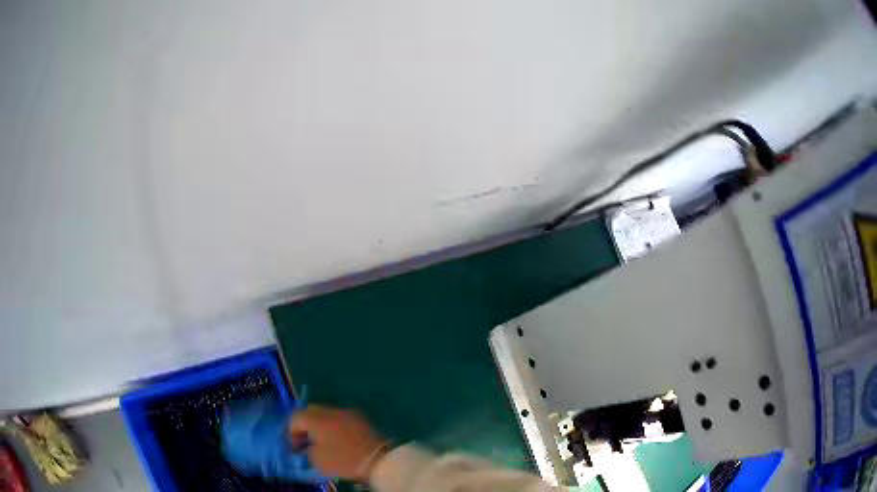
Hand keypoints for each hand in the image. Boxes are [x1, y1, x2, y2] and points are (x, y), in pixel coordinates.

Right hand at [288, 406, 388, 482]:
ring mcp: (347, 412)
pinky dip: (334, 425)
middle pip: (310, 411)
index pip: (295, 418)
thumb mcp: (318, 460)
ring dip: (320, 424)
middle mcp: (330, 410)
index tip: (293, 447)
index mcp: (316, 419)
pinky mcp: (361, 418)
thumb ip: (306, 450)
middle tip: (304, 441)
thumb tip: (304, 446)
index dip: (290, 433)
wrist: (379, 459)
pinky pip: (340, 417)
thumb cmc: (344, 461)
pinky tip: (337, 439)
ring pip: (326, 413)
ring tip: (321, 441)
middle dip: (304, 425)